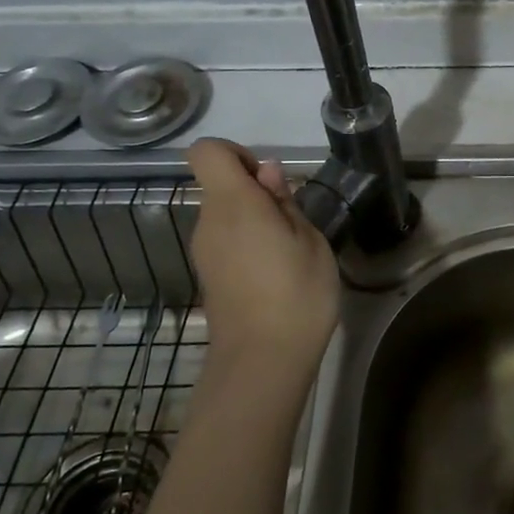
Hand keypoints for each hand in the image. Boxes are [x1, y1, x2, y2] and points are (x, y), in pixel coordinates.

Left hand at [187, 139, 340, 406]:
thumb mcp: (309, 240)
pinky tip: (275, 271)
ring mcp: (204, 251)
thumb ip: (285, 201)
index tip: (268, 180)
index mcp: (233, 203)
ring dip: (254, 219)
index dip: (237, 153)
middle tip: (293, 221)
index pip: (207, 151)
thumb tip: (267, 172)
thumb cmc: (296, 294)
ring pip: (225, 214)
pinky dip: (247, 243)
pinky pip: (225, 240)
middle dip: (255, 191)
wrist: (263, 362)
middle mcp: (208, 222)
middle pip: (220, 185)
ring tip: (289, 250)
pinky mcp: (209, 275)